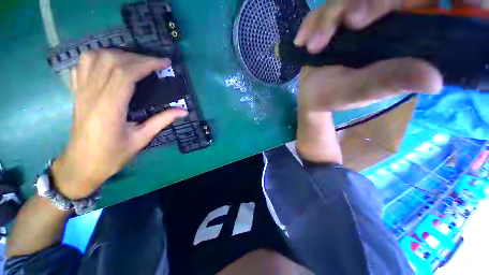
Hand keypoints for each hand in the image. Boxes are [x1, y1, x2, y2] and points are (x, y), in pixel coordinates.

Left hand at [52, 50, 187, 198]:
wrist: (81, 164)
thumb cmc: (112, 155)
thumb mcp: (142, 139)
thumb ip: (162, 121)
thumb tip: (184, 111)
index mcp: (109, 108)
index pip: (125, 74)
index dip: (146, 64)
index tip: (164, 63)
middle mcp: (91, 95)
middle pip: (111, 61)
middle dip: (137, 58)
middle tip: (155, 64)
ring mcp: (81, 91)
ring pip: (94, 57)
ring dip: (118, 54)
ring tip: (135, 62)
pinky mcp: (77, 92)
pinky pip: (83, 65)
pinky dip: (99, 57)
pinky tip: (111, 64)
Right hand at [295, 0, 443, 162]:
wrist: (311, 95)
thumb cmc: (336, 96)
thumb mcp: (361, 91)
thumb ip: (389, 82)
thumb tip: (435, 81)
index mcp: (403, 38)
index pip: (413, 2)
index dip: (389, 1)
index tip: (359, 20)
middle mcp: (385, 21)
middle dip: (351, 6)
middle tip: (336, 31)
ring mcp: (357, 17)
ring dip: (326, 18)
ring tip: (312, 47)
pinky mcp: (335, 20)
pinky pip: (325, 7)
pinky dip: (312, 21)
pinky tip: (301, 39)